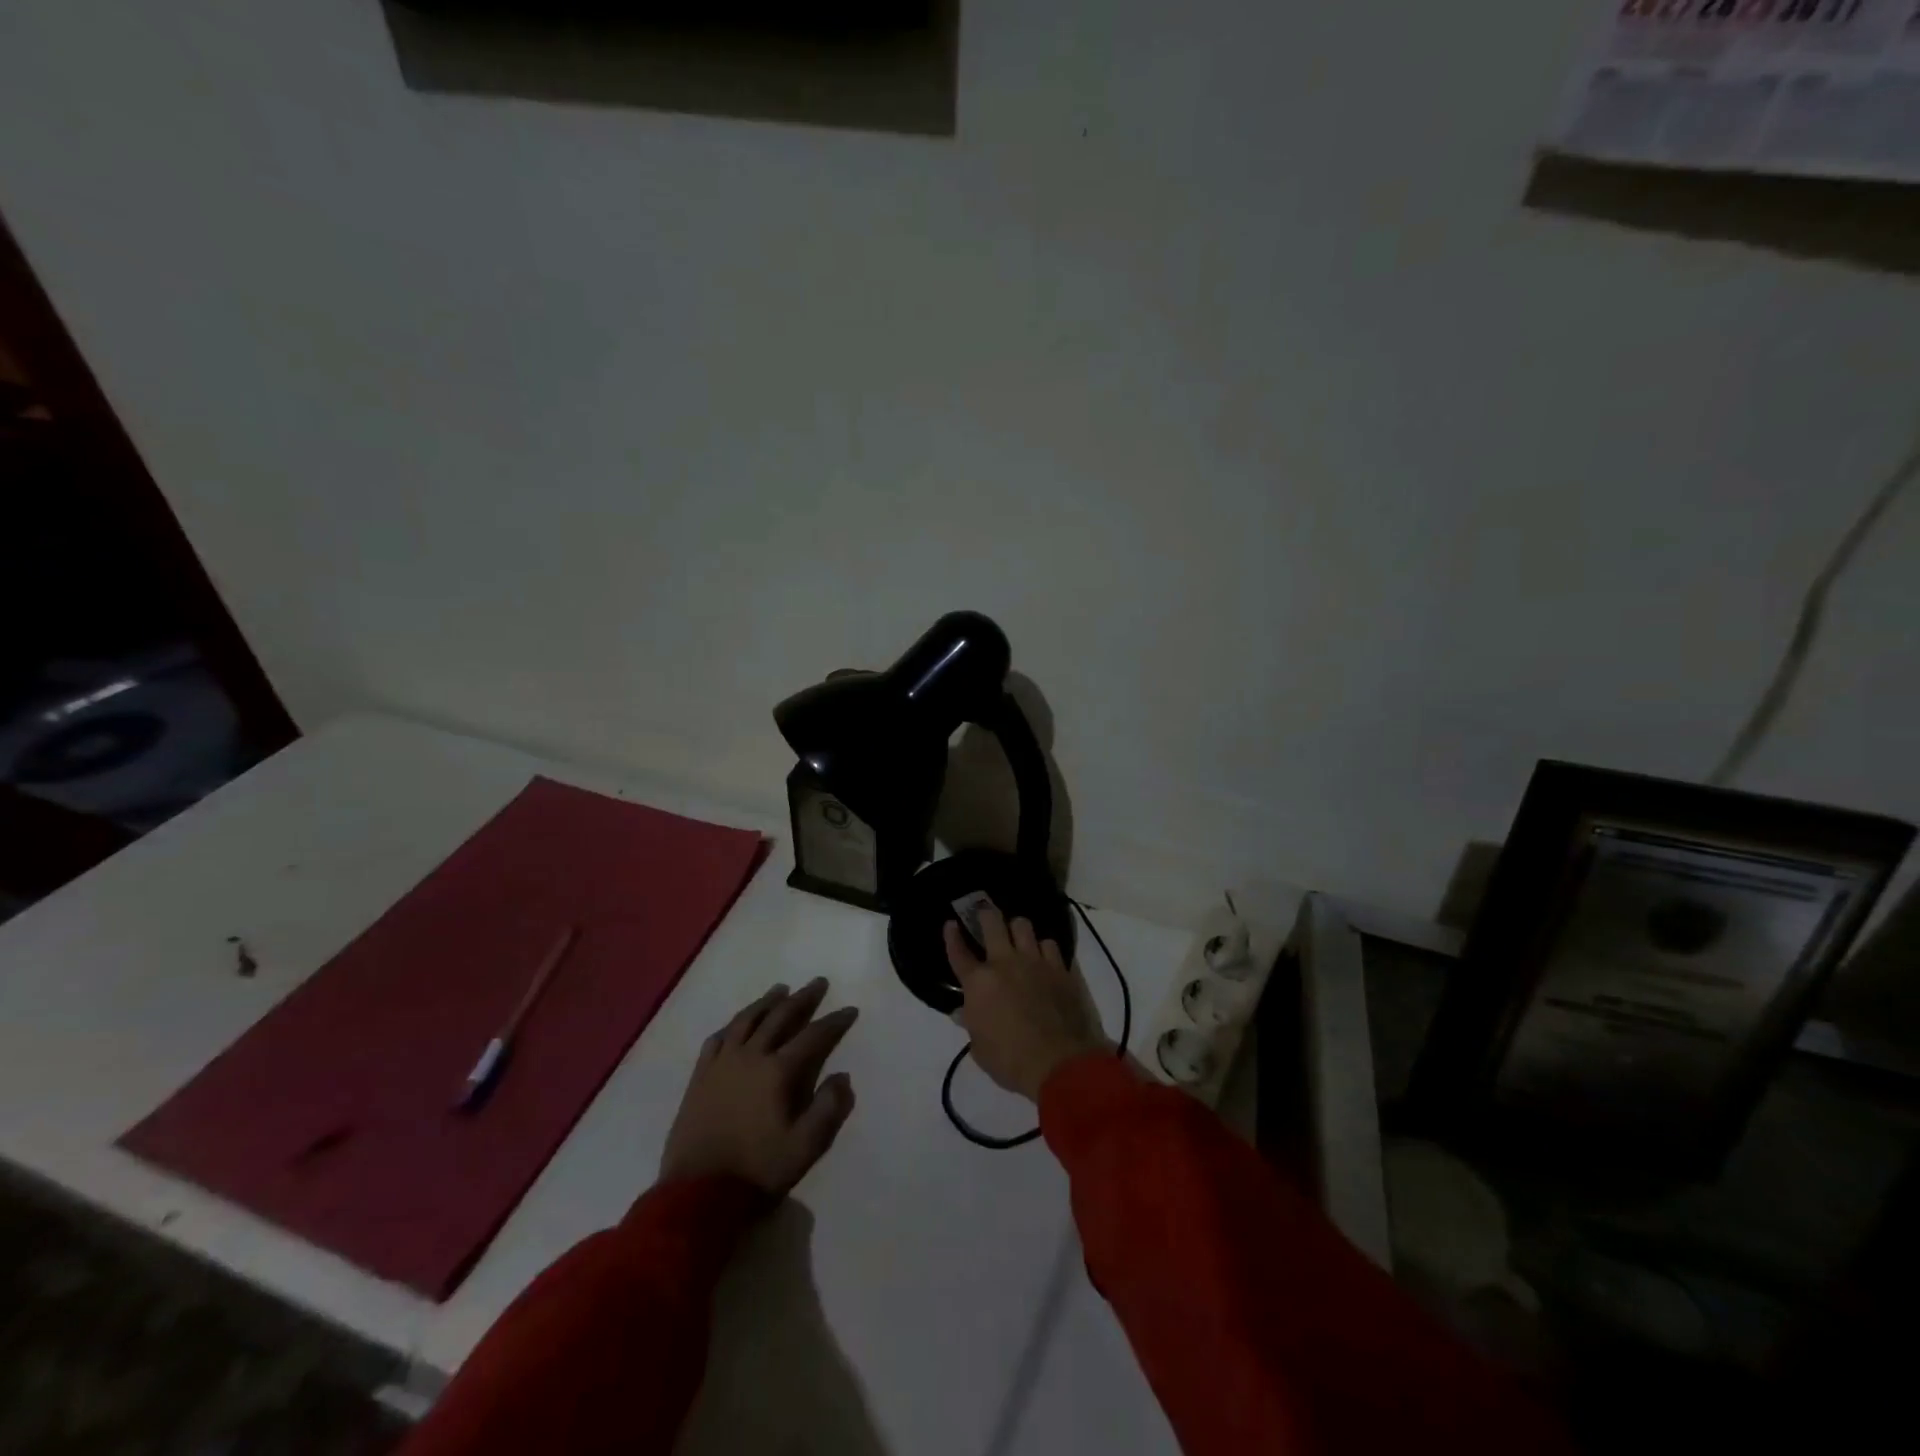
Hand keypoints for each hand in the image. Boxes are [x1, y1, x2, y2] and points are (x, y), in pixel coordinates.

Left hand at [660, 978, 858, 1194]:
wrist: (697, 1194)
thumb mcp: (804, 1148)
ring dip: (767, 1002)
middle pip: (780, 1017)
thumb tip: (842, 1077)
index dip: (834, 1022)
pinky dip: (732, 1025)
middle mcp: (750, 1057)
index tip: (850, 1010)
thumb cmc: (757, 1171)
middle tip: (818, 983)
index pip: (813, 1036)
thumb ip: (828, 1109)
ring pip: (747, 1020)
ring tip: (780, 990)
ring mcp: (721, 1064)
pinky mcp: (700, 1077)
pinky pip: (717, 1039)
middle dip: (803, 999)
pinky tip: (737, 1023)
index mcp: (778, 1072)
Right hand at [945, 906, 1109, 1102]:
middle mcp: (1005, 963)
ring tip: (1018, 936)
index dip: (952, 937)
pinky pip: (1050, 944)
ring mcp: (1035, 962)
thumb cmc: (1011, 1061)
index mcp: (979, 983)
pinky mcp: (1060, 968)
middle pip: (992, 923)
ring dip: (1017, 929)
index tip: (951, 924)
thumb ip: (971, 1024)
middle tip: (985, 914)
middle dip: (986, 914)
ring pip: (1023, 925)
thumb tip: (963, 1012)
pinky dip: (1044, 948)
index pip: (959, 952)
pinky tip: (1044, 957)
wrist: (1060, 1062)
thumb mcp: (980, 1049)